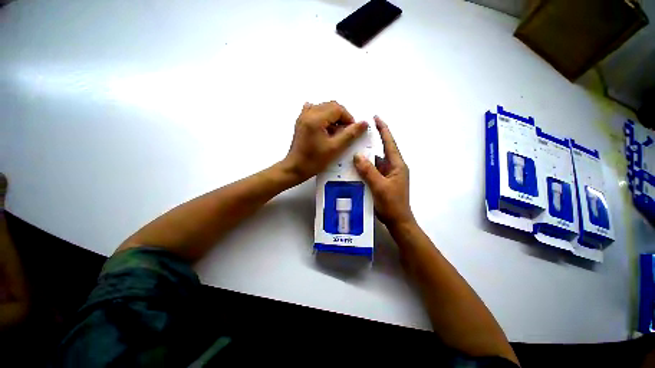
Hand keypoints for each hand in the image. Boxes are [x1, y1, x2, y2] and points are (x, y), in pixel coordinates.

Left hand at [284, 101, 368, 181]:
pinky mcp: (301, 121)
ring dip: (333, 118)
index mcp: (316, 118)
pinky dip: (324, 117)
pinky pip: (315, 112)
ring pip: (324, 109)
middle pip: (331, 106)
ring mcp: (303, 116)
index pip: (338, 108)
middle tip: (345, 132)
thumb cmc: (315, 160)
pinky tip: (325, 127)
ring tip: (336, 132)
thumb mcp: (335, 148)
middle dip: (341, 117)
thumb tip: (364, 123)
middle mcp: (308, 113)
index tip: (352, 131)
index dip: (348, 118)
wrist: (295, 168)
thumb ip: (350, 134)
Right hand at [353, 116, 413, 226]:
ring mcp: (387, 175)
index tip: (376, 117)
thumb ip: (369, 171)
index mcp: (397, 165)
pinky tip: (353, 168)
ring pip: (374, 162)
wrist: (397, 221)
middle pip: (381, 151)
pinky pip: (372, 171)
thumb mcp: (379, 186)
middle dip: (370, 143)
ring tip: (351, 151)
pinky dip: (364, 168)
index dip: (383, 129)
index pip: (390, 143)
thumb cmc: (392, 204)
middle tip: (356, 136)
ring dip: (365, 158)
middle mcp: (393, 168)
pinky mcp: (382, 182)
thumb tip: (357, 155)